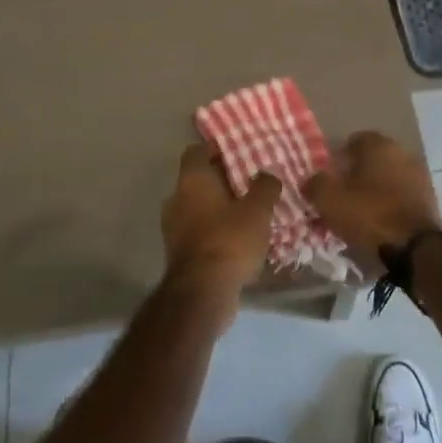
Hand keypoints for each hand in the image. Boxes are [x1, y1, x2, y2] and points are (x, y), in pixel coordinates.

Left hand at [160, 144, 279, 303]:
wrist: (202, 294)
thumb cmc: (229, 240)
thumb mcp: (257, 210)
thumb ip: (265, 187)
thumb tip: (267, 174)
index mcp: (192, 181)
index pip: (196, 151)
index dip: (215, 148)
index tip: (237, 151)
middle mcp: (177, 199)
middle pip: (198, 180)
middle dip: (222, 180)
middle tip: (250, 181)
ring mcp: (174, 228)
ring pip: (198, 207)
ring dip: (219, 207)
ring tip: (248, 211)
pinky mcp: (179, 253)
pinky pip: (199, 231)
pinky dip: (215, 230)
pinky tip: (238, 239)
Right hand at [305, 131, 441, 274]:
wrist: (415, 247)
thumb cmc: (369, 214)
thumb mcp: (329, 199)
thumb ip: (315, 184)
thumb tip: (312, 181)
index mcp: (378, 144)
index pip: (353, 141)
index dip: (338, 160)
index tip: (329, 180)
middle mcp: (401, 151)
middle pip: (372, 160)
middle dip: (356, 175)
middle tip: (342, 198)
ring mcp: (419, 174)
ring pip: (388, 178)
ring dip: (375, 190)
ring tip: (360, 214)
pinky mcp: (429, 198)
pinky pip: (402, 195)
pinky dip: (390, 204)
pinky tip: (380, 223)